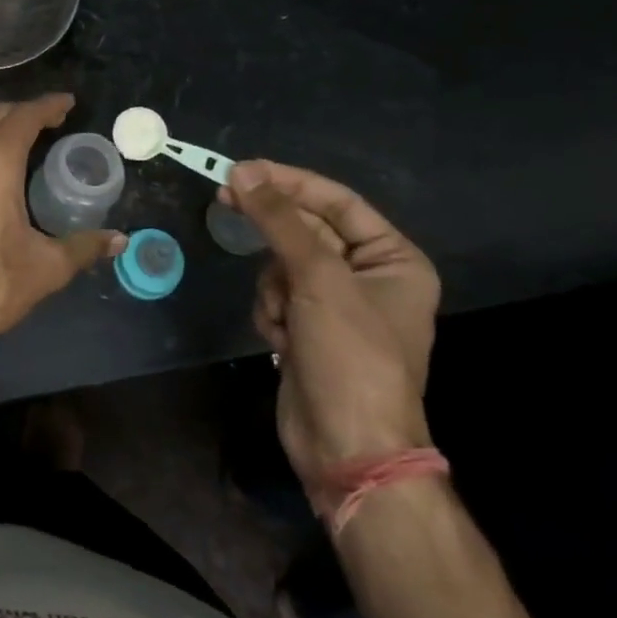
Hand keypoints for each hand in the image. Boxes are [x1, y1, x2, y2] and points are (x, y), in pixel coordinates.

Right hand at [223, 161, 439, 485]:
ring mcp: (336, 305)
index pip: (336, 201)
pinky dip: (271, 311)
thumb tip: (242, 171)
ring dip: (273, 286)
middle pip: (306, 230)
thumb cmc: (350, 356)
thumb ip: (278, 220)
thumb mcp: (318, 279)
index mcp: (393, 259)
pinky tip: (281, 339)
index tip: (242, 168)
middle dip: (273, 232)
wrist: (347, 449)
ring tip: (283, 316)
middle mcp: (368, 277)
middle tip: (223, 197)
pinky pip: (276, 295)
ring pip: (283, 263)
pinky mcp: (308, 329)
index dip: (289, 181)